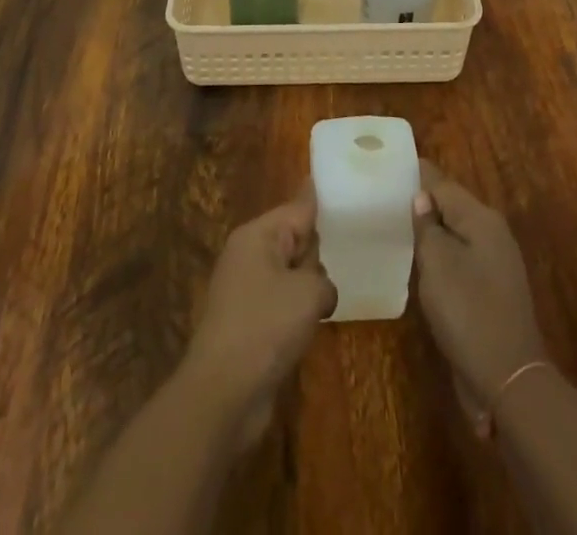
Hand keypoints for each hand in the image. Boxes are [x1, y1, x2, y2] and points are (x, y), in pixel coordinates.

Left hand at [180, 186, 337, 448]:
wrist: (223, 393)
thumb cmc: (266, 327)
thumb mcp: (307, 293)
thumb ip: (322, 279)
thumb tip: (320, 290)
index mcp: (257, 236)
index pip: (297, 208)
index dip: (319, 199)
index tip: (339, 183)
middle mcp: (248, 255)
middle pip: (293, 239)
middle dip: (318, 250)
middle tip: (353, 251)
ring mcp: (245, 290)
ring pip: (289, 274)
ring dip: (309, 286)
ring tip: (336, 291)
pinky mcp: (247, 323)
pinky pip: (281, 303)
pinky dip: (297, 311)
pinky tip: (315, 324)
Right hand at [412, 161, 548, 435]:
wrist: (508, 379)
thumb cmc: (468, 312)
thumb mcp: (438, 264)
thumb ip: (427, 226)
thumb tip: (422, 197)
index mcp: (481, 219)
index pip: (443, 183)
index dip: (417, 173)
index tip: (390, 163)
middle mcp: (493, 232)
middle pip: (452, 205)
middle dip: (423, 199)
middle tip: (387, 194)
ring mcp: (496, 262)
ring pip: (457, 232)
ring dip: (431, 227)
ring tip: (397, 222)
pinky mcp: (492, 289)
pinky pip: (461, 256)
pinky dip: (441, 252)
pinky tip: (421, 260)